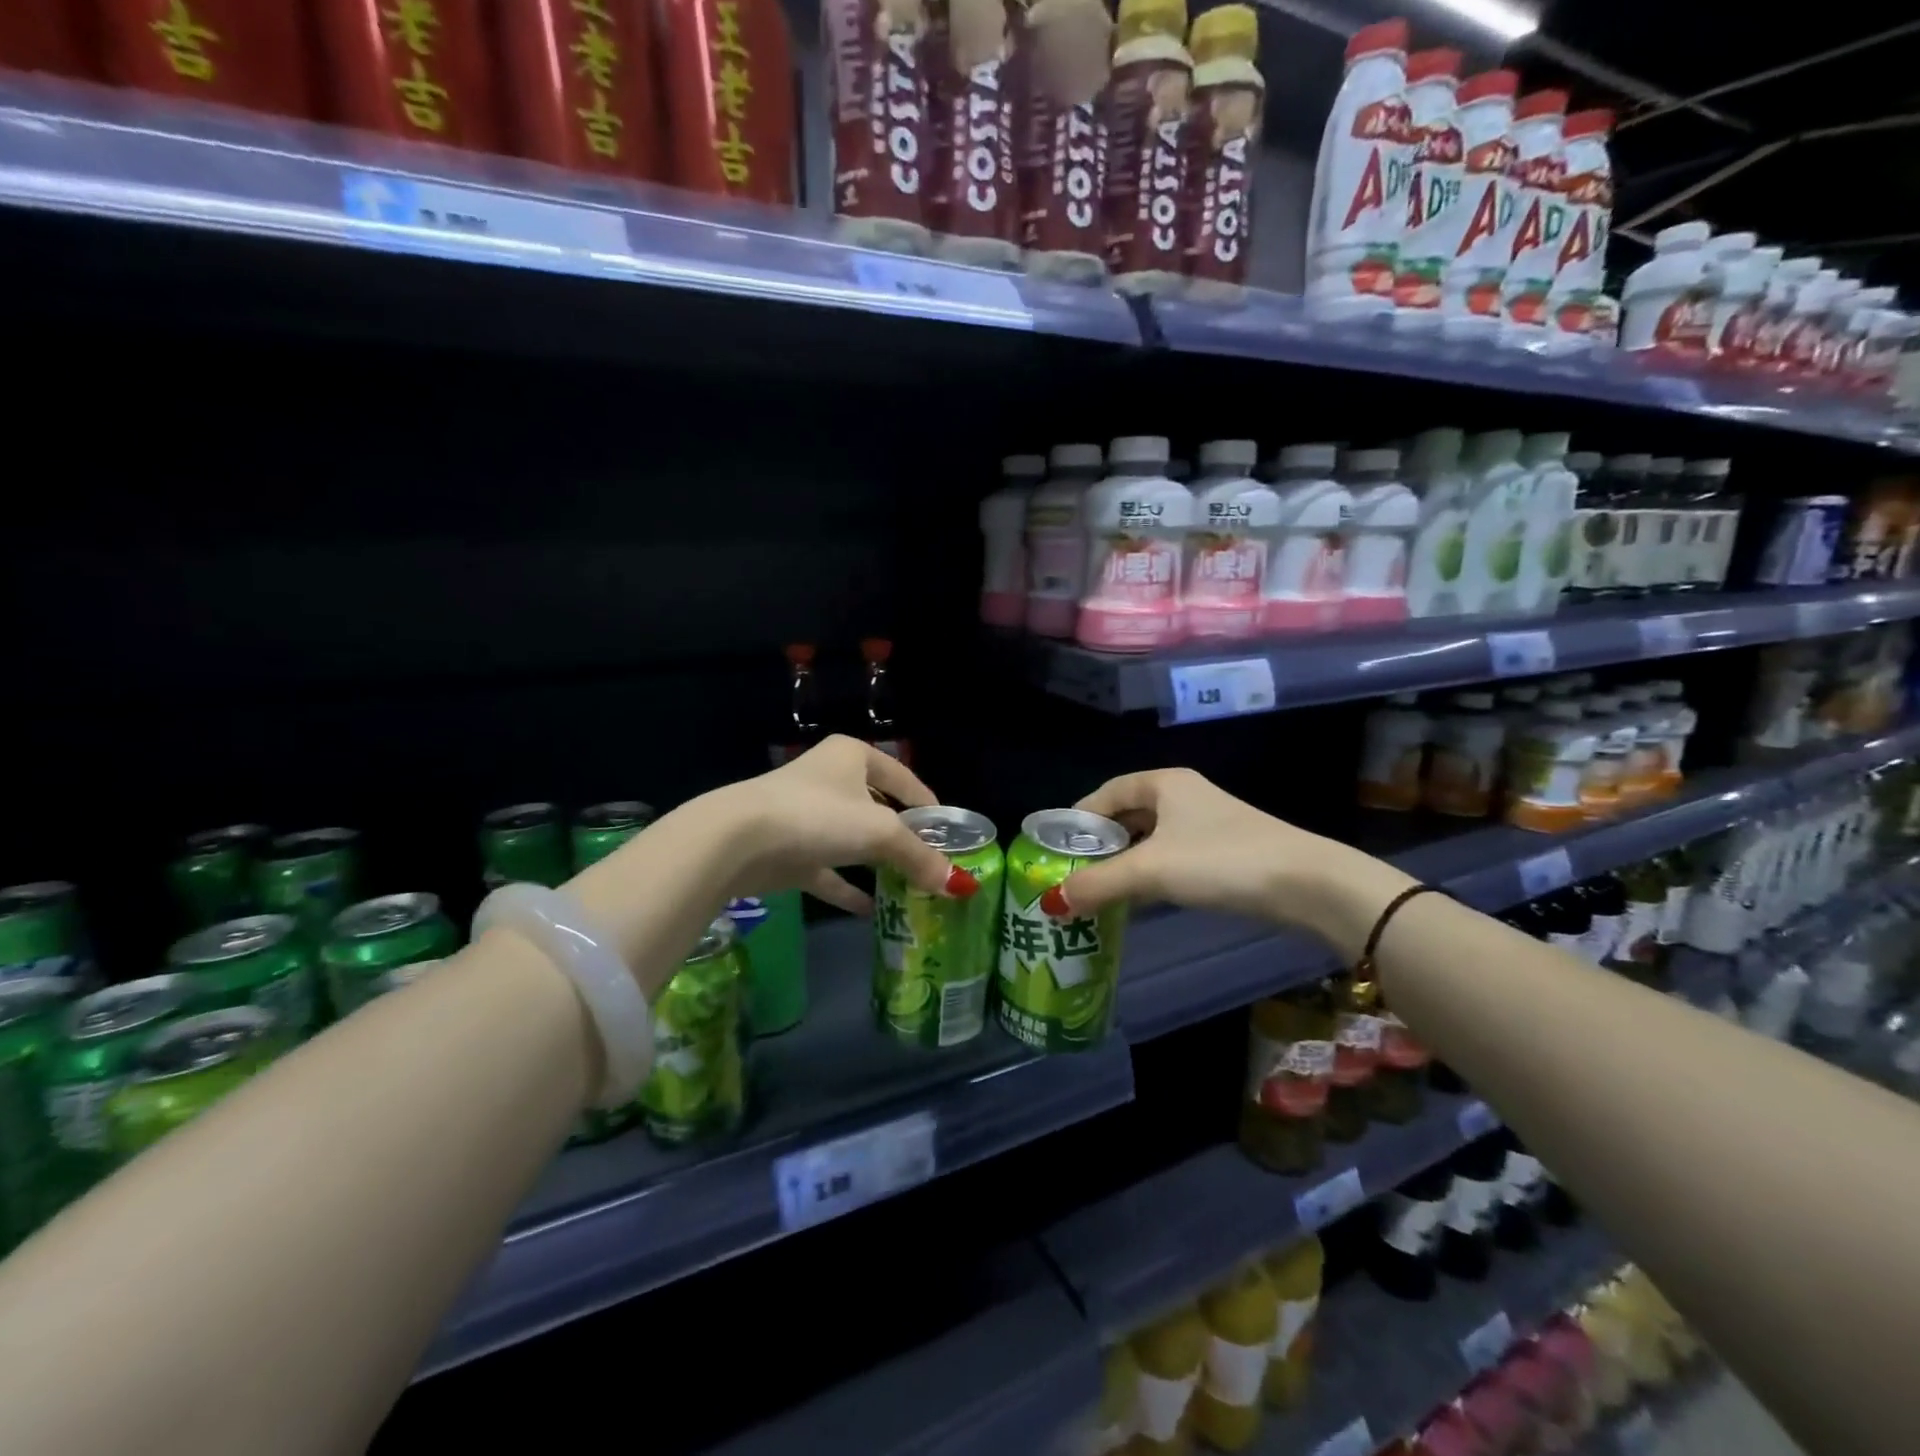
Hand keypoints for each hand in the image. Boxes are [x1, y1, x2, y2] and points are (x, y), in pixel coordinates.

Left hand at [709, 736, 970, 913]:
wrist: (737, 840)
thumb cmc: (819, 816)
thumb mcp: (880, 832)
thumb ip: (919, 857)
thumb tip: (960, 885)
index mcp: (852, 757)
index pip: (902, 778)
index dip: (928, 804)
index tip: (950, 832)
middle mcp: (830, 780)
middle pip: (878, 809)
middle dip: (904, 837)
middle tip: (933, 864)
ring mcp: (806, 817)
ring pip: (852, 840)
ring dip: (878, 863)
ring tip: (911, 886)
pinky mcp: (789, 852)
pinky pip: (829, 871)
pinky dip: (849, 888)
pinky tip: (872, 910)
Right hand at [1057, 769, 1414, 947]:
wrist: (1307, 884)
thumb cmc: (1221, 861)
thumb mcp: (1151, 870)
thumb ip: (1099, 883)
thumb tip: (1052, 902)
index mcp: (1164, 783)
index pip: (1106, 792)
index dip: (1078, 817)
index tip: (1057, 847)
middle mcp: (1183, 796)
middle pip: (1127, 814)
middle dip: (1100, 843)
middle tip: (1074, 873)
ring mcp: (1206, 824)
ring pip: (1150, 838)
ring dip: (1124, 862)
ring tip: (1099, 890)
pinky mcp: (1224, 852)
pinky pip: (1172, 857)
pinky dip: (1151, 874)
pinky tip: (1141, 899)